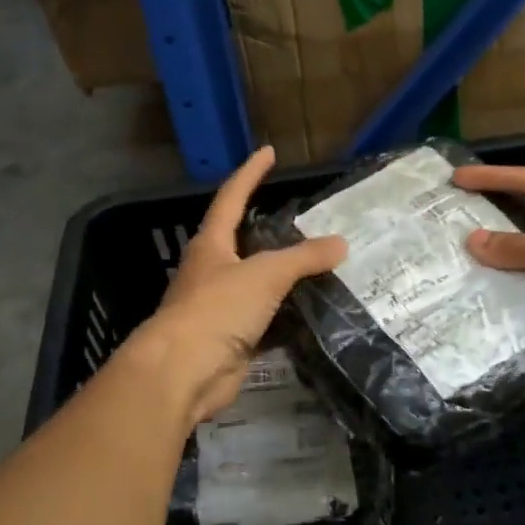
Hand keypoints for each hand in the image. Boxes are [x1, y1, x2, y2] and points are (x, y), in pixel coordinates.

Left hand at [128, 146, 345, 422]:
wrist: (183, 372)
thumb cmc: (216, 310)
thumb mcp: (265, 274)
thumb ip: (304, 257)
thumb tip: (341, 244)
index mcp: (212, 245)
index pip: (232, 198)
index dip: (251, 174)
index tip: (268, 152)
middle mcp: (213, 272)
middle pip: (245, 243)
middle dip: (272, 231)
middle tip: (309, 221)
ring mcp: (222, 308)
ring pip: (259, 285)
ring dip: (286, 278)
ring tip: (324, 267)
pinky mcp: (234, 340)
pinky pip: (268, 321)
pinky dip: (290, 317)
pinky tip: (316, 313)